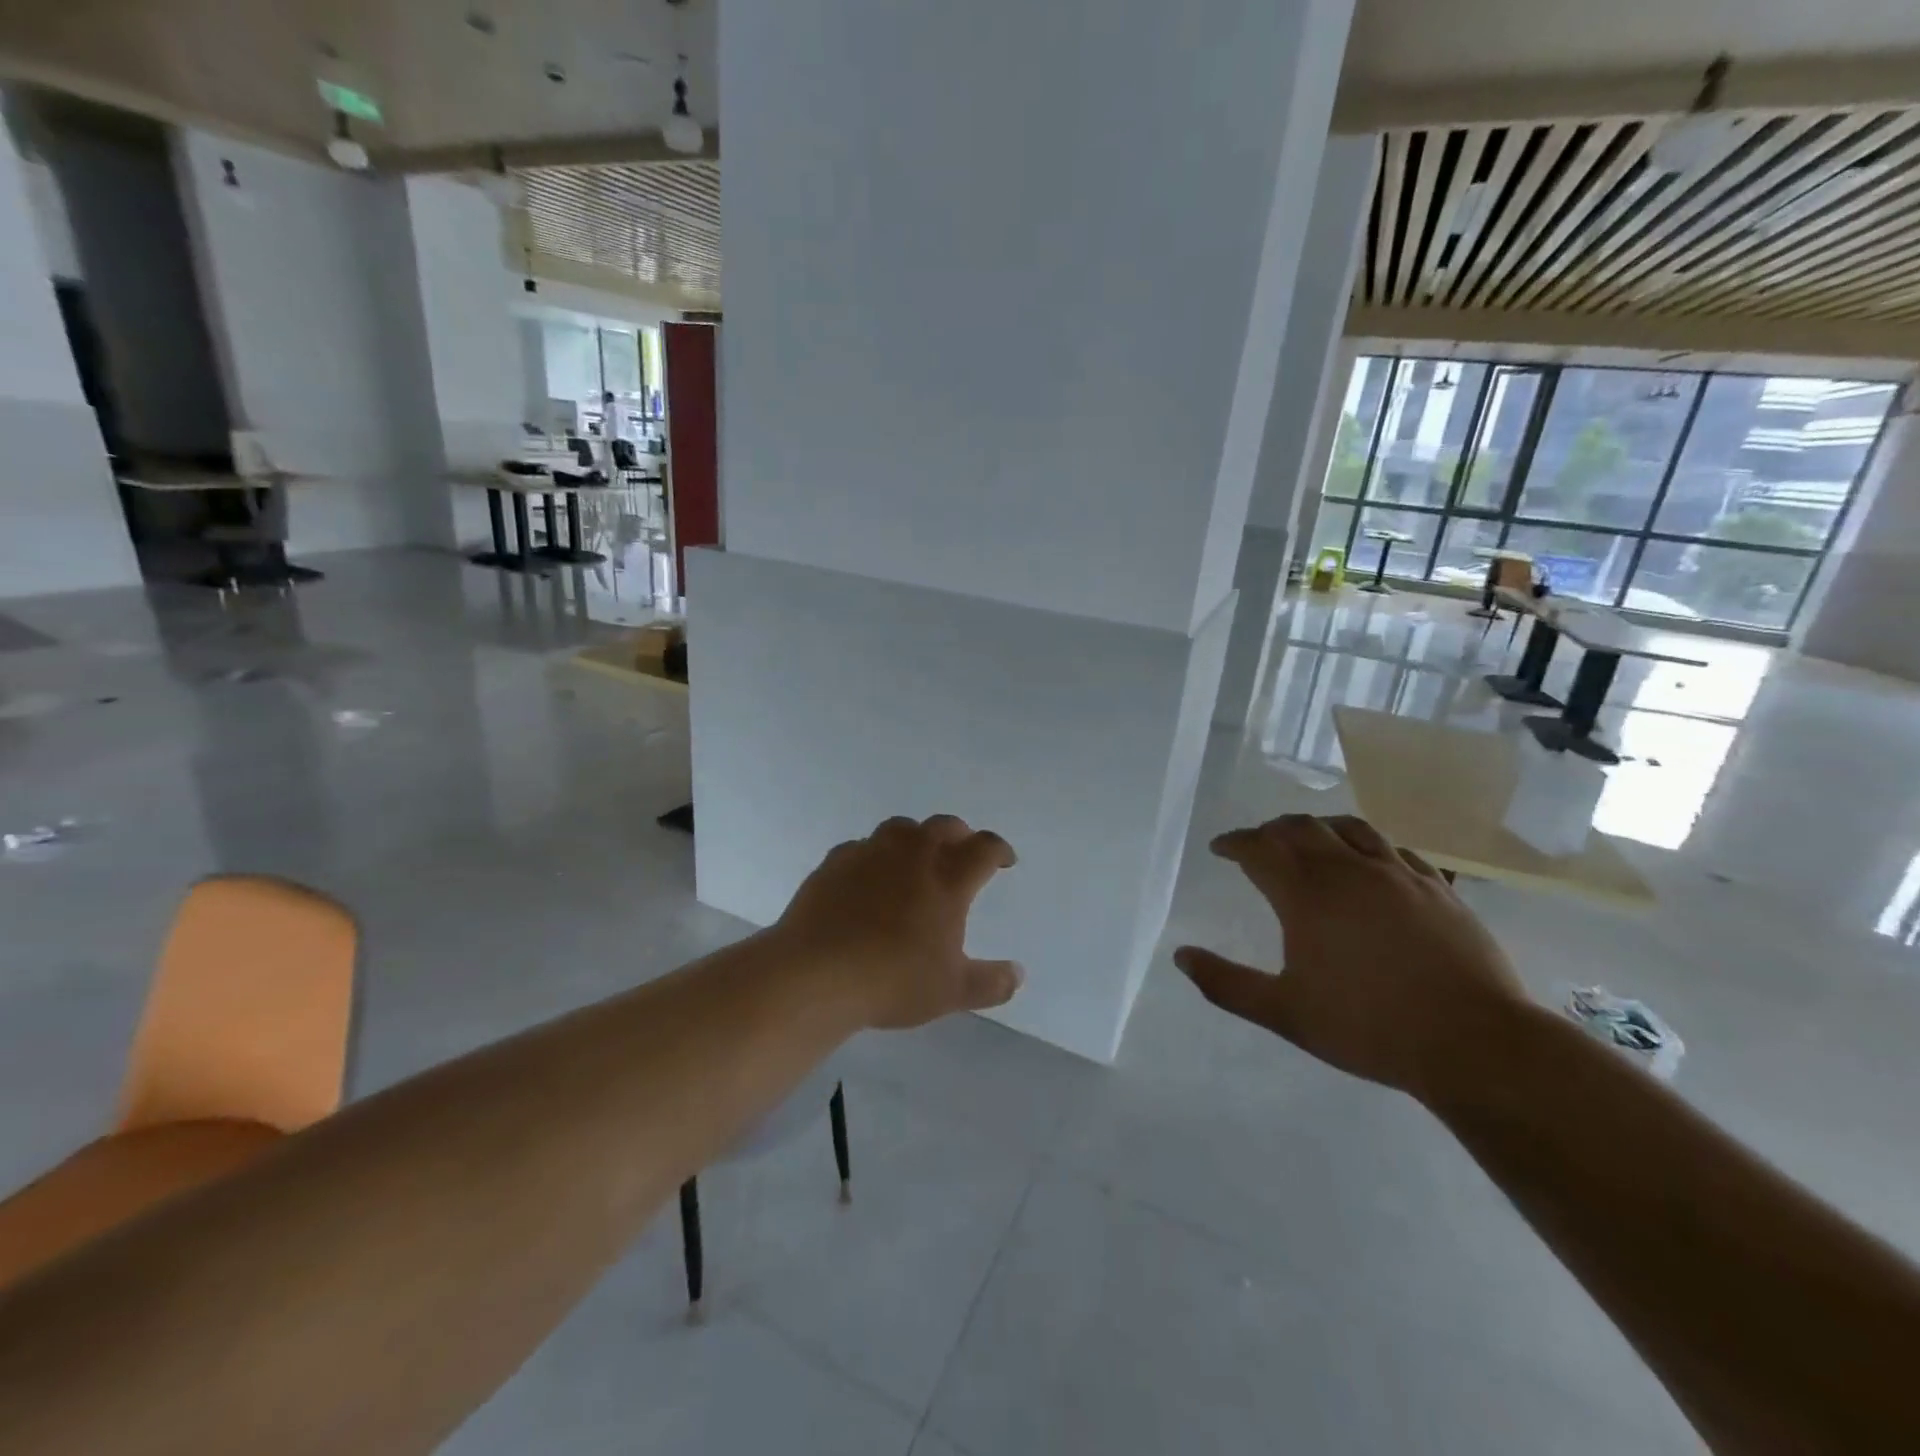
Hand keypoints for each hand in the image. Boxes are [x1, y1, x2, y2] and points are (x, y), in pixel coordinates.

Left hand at [774, 814, 1023, 1029]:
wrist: (816, 973)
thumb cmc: (893, 980)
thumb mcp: (951, 991)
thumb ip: (990, 983)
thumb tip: (1017, 974)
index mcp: (948, 877)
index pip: (984, 848)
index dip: (999, 850)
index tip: (1004, 861)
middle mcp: (913, 854)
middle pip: (945, 826)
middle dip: (960, 836)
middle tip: (963, 853)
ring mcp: (871, 852)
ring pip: (902, 828)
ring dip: (917, 838)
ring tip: (916, 859)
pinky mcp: (835, 861)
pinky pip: (863, 847)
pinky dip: (874, 855)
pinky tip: (869, 877)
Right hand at [1174, 814, 1528, 1099]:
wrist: (1475, 1043)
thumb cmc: (1369, 1027)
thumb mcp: (1285, 1013)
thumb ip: (1227, 984)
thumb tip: (1181, 956)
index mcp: (1306, 895)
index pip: (1259, 849)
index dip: (1234, 843)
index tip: (1220, 848)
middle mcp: (1348, 870)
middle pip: (1301, 828)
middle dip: (1271, 830)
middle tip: (1258, 844)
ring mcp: (1398, 875)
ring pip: (1349, 827)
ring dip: (1319, 827)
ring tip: (1309, 840)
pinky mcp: (1437, 887)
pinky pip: (1394, 848)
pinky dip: (1367, 845)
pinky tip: (1369, 862)